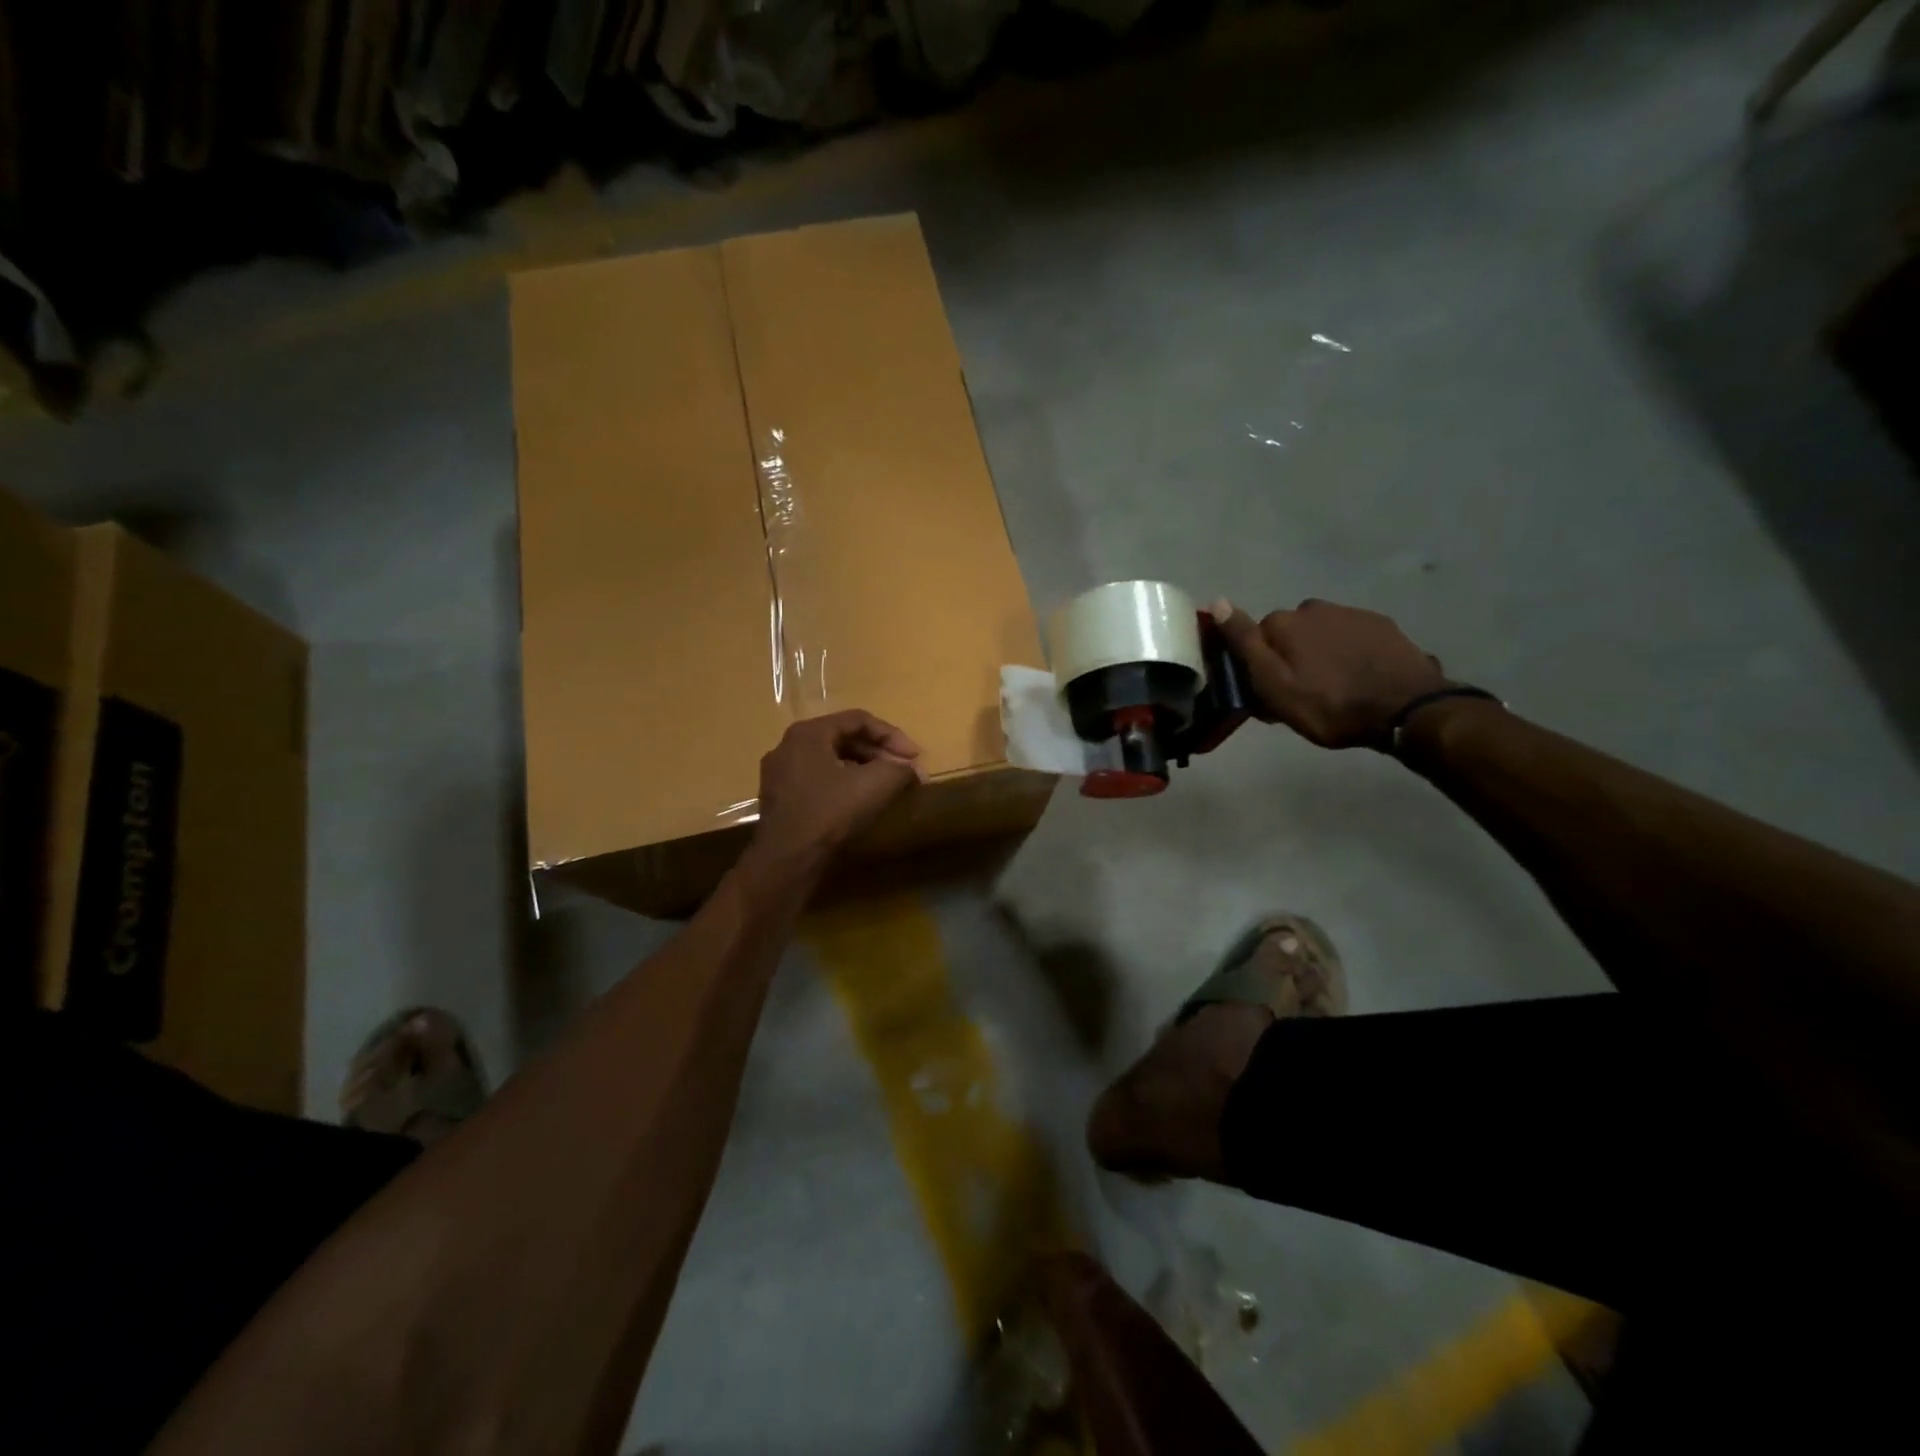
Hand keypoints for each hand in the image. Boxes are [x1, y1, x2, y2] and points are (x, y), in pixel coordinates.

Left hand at [752, 710, 922, 863]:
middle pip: (843, 738)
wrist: (786, 860)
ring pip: (830, 760)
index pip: (858, 720)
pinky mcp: (778, 799)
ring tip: (886, 786)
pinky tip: (859, 802)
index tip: (915, 757)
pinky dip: (842, 784)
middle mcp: (788, 746)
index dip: (892, 735)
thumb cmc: (830, 812)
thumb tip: (916, 771)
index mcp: (808, 733)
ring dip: (862, 769)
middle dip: (878, 753)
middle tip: (903, 771)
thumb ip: (900, 770)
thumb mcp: (875, 785)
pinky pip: (817, 780)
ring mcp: (778, 773)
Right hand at [1209, 597, 1446, 748]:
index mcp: (1283, 622)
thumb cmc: (1329, 704)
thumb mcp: (1274, 685)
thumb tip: (1217, 602)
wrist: (1406, 708)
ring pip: (1320, 633)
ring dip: (1319, 653)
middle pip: (1289, 633)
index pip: (1255, 637)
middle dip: (1290, 656)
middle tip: (1301, 693)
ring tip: (1332, 687)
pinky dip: (1347, 652)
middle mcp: (1313, 607)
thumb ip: (1244, 643)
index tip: (1268, 691)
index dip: (1259, 665)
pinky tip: (1357, 677)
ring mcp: (1350, 613)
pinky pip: (1350, 636)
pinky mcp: (1381, 625)